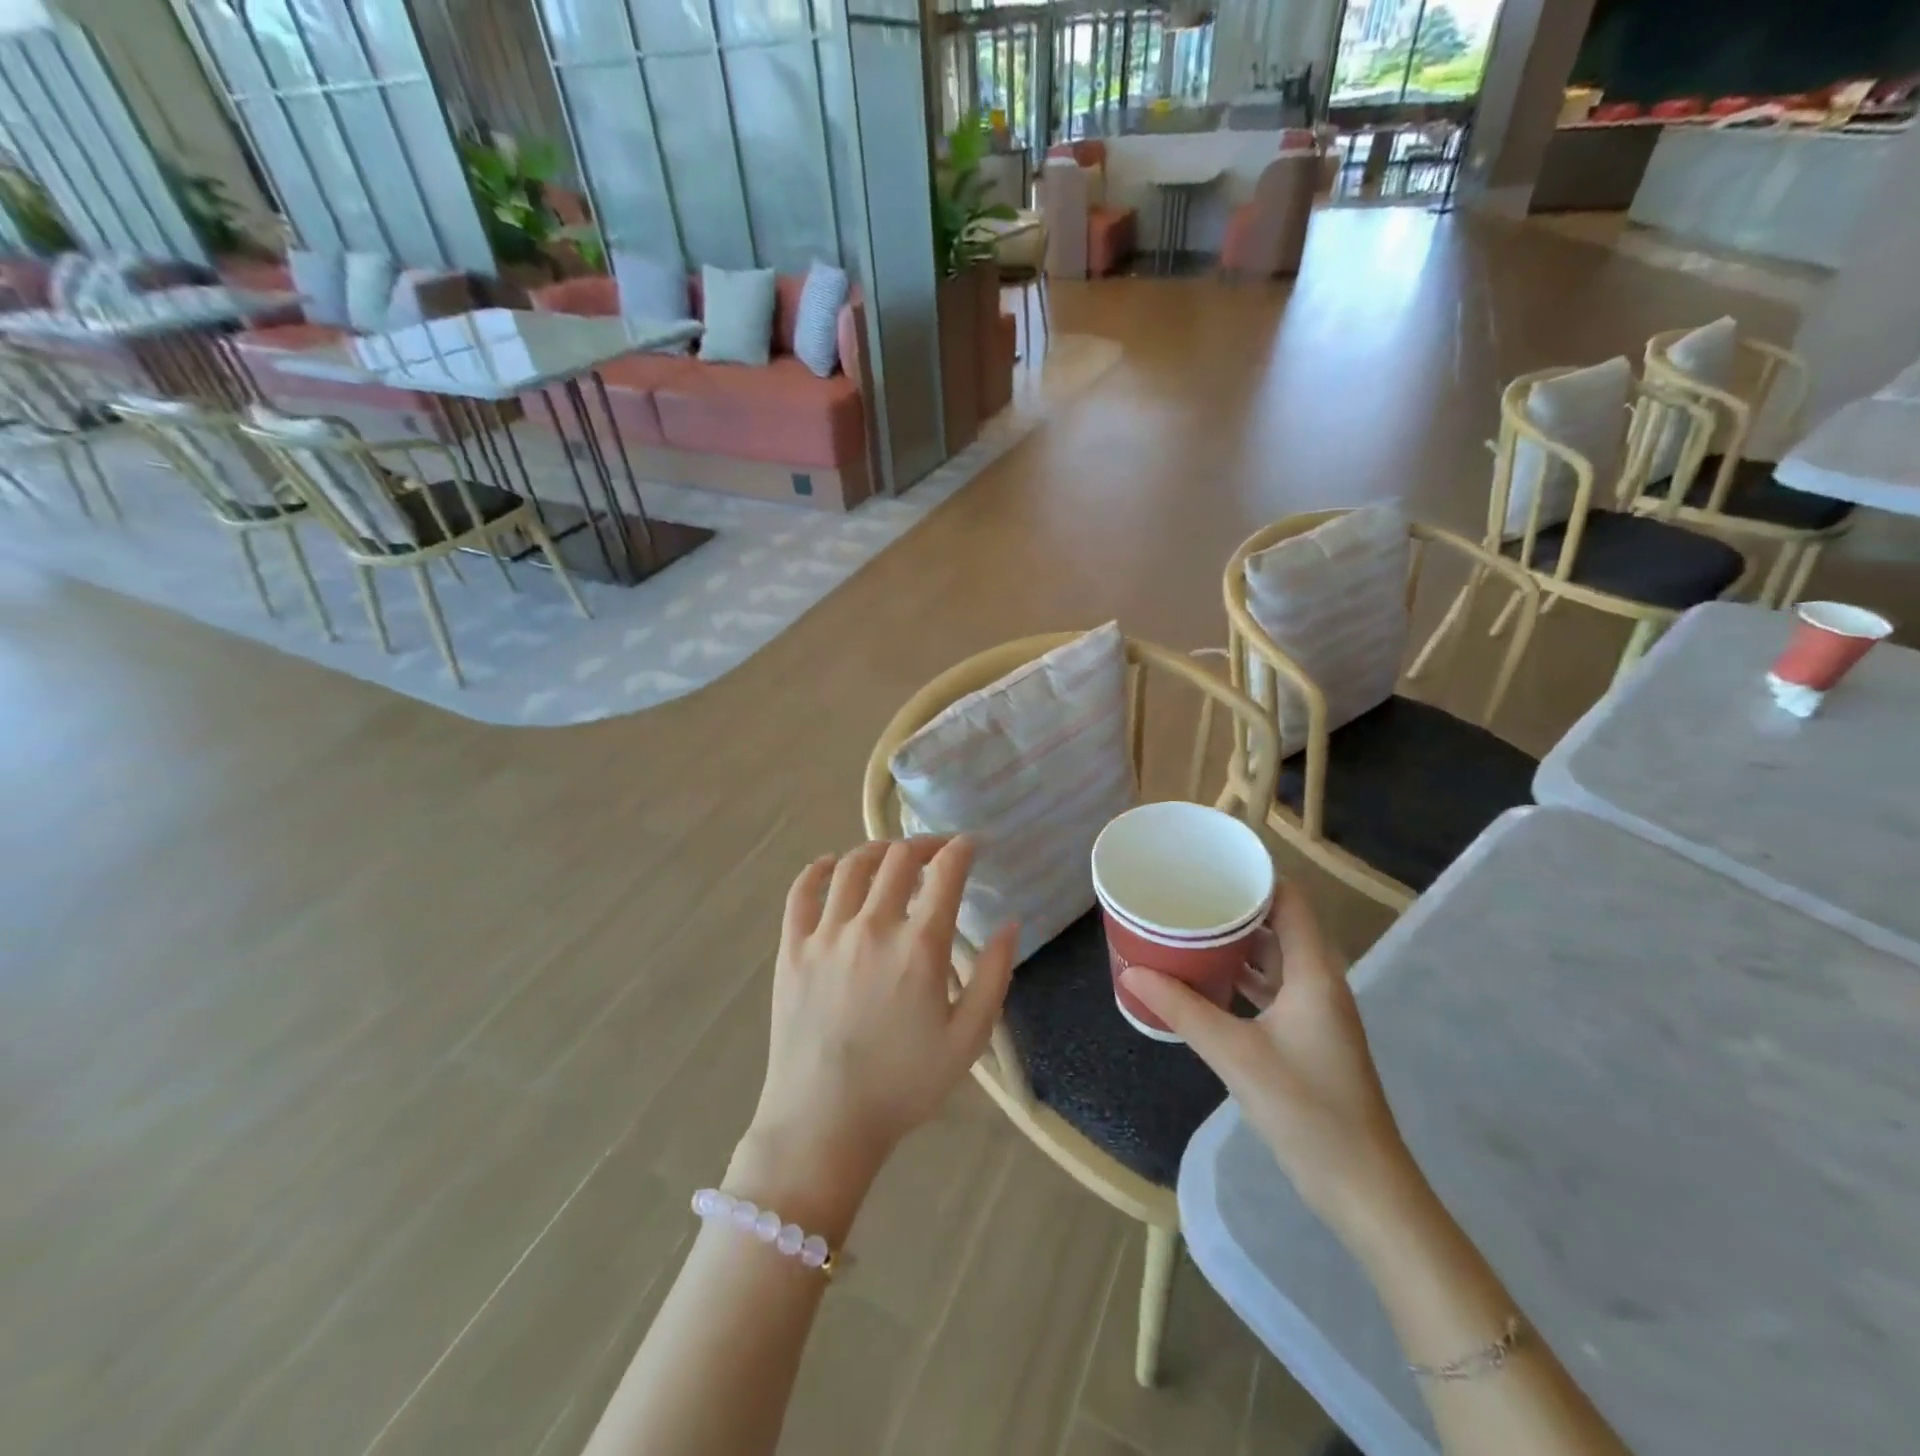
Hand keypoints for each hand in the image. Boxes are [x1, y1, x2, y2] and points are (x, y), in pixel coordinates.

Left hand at [737, 837, 1017, 1221]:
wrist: (824, 1122)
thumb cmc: (903, 1085)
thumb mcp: (968, 1039)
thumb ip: (994, 976)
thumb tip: (1010, 923)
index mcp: (920, 946)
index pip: (946, 872)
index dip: (963, 848)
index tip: (972, 844)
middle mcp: (873, 925)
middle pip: (899, 858)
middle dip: (924, 844)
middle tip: (937, 851)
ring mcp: (826, 933)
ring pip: (851, 865)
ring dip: (877, 850)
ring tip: (891, 855)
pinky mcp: (792, 948)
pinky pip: (801, 892)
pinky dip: (818, 869)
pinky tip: (830, 866)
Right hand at [1120, 883, 1417, 1236]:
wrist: (1364, 1189)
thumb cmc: (1308, 1111)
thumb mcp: (1236, 1055)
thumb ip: (1183, 1010)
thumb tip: (1132, 972)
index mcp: (1314, 973)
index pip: (1290, 900)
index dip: (1255, 876)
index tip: (1210, 864)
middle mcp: (1319, 982)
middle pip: (1279, 924)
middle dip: (1235, 907)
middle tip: (1186, 895)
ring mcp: (1316, 1011)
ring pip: (1274, 958)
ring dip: (1236, 944)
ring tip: (1188, 929)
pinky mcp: (1307, 1036)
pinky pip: (1272, 987)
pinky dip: (1241, 977)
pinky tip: (1206, 981)